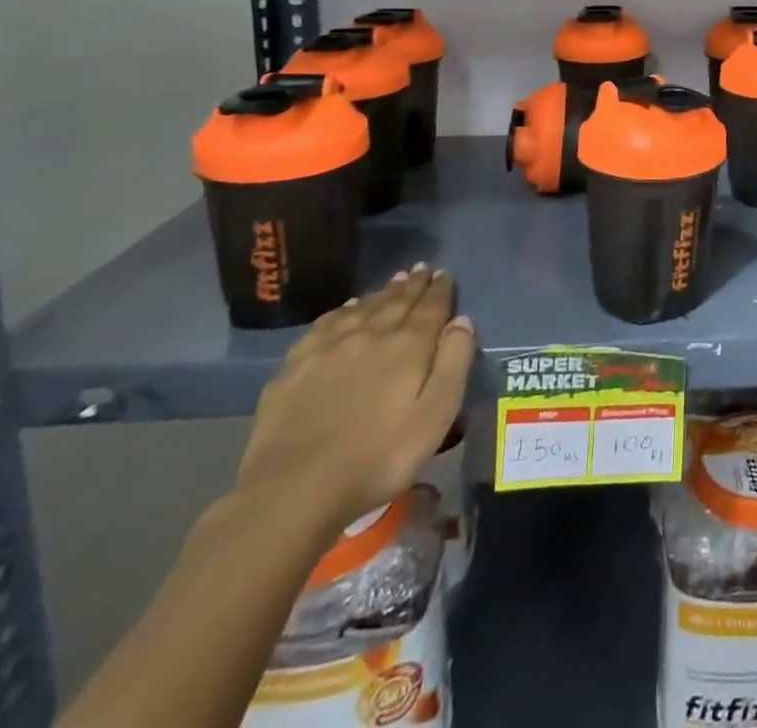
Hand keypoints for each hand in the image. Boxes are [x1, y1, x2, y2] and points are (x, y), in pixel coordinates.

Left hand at [235, 264, 475, 532]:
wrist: (294, 488)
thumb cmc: (378, 457)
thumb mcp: (435, 416)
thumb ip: (453, 364)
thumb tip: (462, 321)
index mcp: (408, 346)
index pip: (431, 307)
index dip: (440, 289)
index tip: (445, 273)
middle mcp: (371, 334)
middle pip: (397, 301)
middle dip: (413, 284)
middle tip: (422, 268)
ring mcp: (329, 347)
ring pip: (363, 308)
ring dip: (382, 293)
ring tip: (394, 282)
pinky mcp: (296, 366)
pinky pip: (326, 324)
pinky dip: (343, 311)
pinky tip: (346, 310)